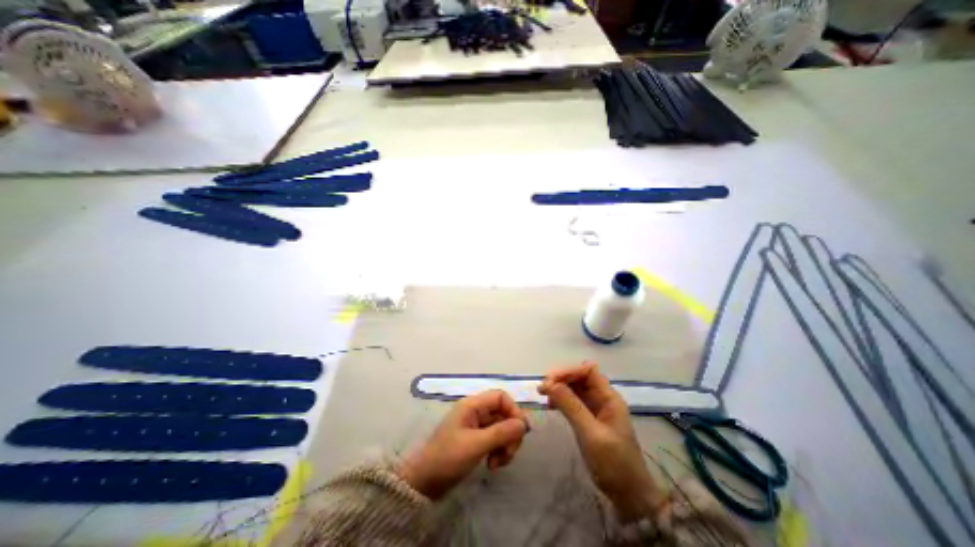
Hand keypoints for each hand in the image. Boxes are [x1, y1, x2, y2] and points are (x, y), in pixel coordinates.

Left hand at [400, 389, 530, 500]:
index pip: (501, 397)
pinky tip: (492, 465)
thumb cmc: (448, 458)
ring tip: (497, 463)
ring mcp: (476, 426)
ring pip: (501, 428)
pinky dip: (499, 451)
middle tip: (508, 454)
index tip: (520, 432)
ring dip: (505, 445)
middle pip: (503, 413)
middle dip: (510, 433)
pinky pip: (495, 440)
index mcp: (472, 405)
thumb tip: (524, 424)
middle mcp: (476, 412)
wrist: (424, 482)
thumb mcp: (475, 445)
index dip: (513, 410)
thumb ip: (501, 433)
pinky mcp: (476, 440)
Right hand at [537, 364, 666, 521]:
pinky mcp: (590, 419)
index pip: (588, 371)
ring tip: (543, 395)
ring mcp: (597, 408)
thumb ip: (571, 406)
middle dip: (561, 379)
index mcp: (609, 397)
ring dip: (559, 388)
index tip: (550, 380)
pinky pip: (574, 401)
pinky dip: (562, 400)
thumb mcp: (590, 434)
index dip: (569, 371)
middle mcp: (603, 398)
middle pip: (580, 377)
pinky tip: (551, 405)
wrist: (629, 496)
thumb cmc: (614, 464)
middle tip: (542, 389)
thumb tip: (550, 383)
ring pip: (576, 388)